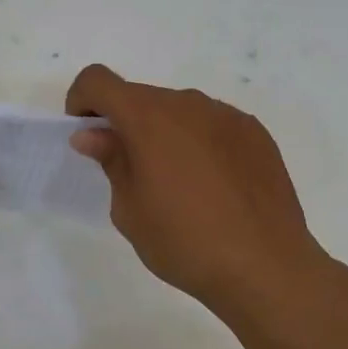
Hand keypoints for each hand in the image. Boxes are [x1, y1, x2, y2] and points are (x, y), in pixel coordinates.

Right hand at [65, 65, 330, 319]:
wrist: (266, 267)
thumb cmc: (184, 242)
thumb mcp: (129, 210)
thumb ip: (111, 161)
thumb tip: (93, 135)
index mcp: (148, 118)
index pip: (98, 81)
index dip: (82, 101)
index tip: (86, 136)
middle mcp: (187, 103)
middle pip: (141, 97)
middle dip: (125, 123)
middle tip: (131, 173)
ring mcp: (226, 115)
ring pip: (179, 110)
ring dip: (164, 133)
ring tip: (178, 184)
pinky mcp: (255, 133)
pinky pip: (213, 125)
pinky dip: (199, 142)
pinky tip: (213, 186)